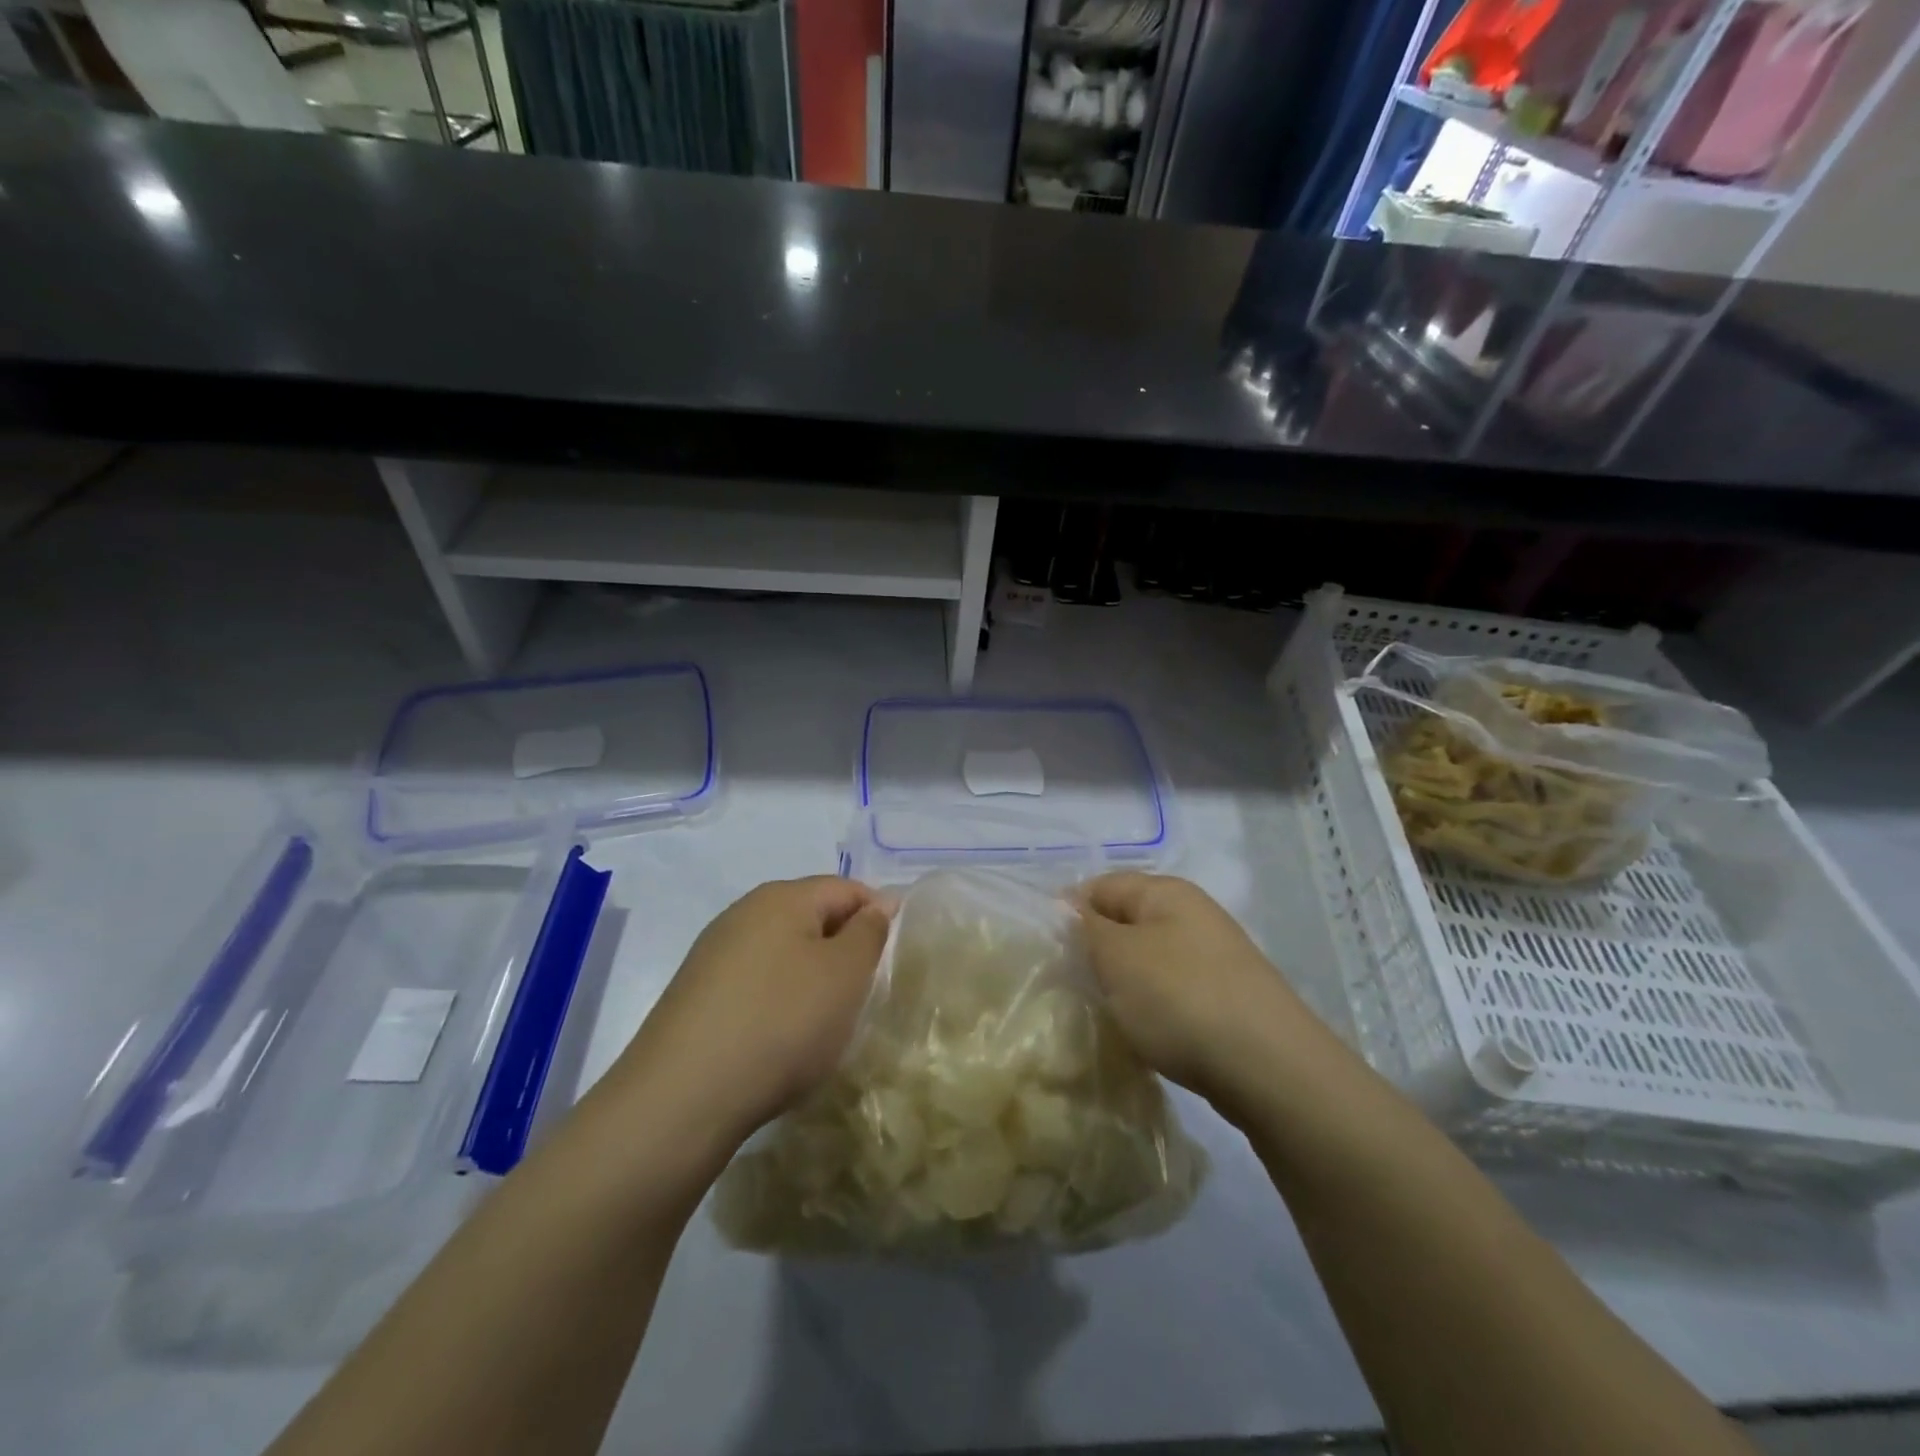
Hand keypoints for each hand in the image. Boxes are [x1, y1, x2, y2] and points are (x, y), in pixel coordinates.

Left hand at [607, 877, 891, 1151]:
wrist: (682, 1098)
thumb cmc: (781, 1023)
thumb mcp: (845, 974)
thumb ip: (869, 932)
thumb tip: (877, 905)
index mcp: (782, 897)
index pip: (846, 888)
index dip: (878, 915)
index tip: (895, 958)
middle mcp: (743, 913)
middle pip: (811, 917)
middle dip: (843, 948)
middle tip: (864, 993)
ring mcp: (713, 955)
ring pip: (782, 952)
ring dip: (811, 978)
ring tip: (826, 1021)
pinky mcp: (695, 995)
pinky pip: (755, 984)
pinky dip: (778, 1002)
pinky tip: (781, 1038)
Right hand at [1077, 872, 1322, 1111]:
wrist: (1269, 1068)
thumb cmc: (1181, 998)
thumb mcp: (1118, 957)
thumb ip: (1086, 927)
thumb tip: (1068, 907)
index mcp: (1167, 892)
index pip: (1101, 885)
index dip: (1069, 911)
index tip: (1046, 950)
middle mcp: (1193, 915)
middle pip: (1126, 922)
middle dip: (1095, 950)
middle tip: (1067, 984)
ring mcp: (1213, 958)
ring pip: (1148, 960)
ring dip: (1122, 983)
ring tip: (1100, 1011)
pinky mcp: (1225, 999)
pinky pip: (1171, 991)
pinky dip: (1150, 1007)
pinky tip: (1140, 1033)